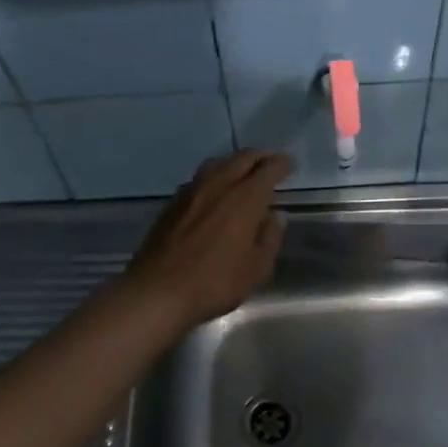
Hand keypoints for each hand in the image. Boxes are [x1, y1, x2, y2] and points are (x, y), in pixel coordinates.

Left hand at [122, 150, 292, 329]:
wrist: (158, 290)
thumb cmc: (215, 283)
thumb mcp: (256, 269)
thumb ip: (269, 238)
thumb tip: (274, 216)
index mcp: (245, 198)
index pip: (268, 169)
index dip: (281, 164)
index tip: (290, 164)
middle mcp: (219, 185)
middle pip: (242, 158)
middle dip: (260, 156)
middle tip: (271, 161)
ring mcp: (192, 191)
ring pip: (217, 163)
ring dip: (235, 162)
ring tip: (243, 172)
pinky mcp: (173, 202)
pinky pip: (199, 178)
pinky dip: (214, 176)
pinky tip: (215, 191)